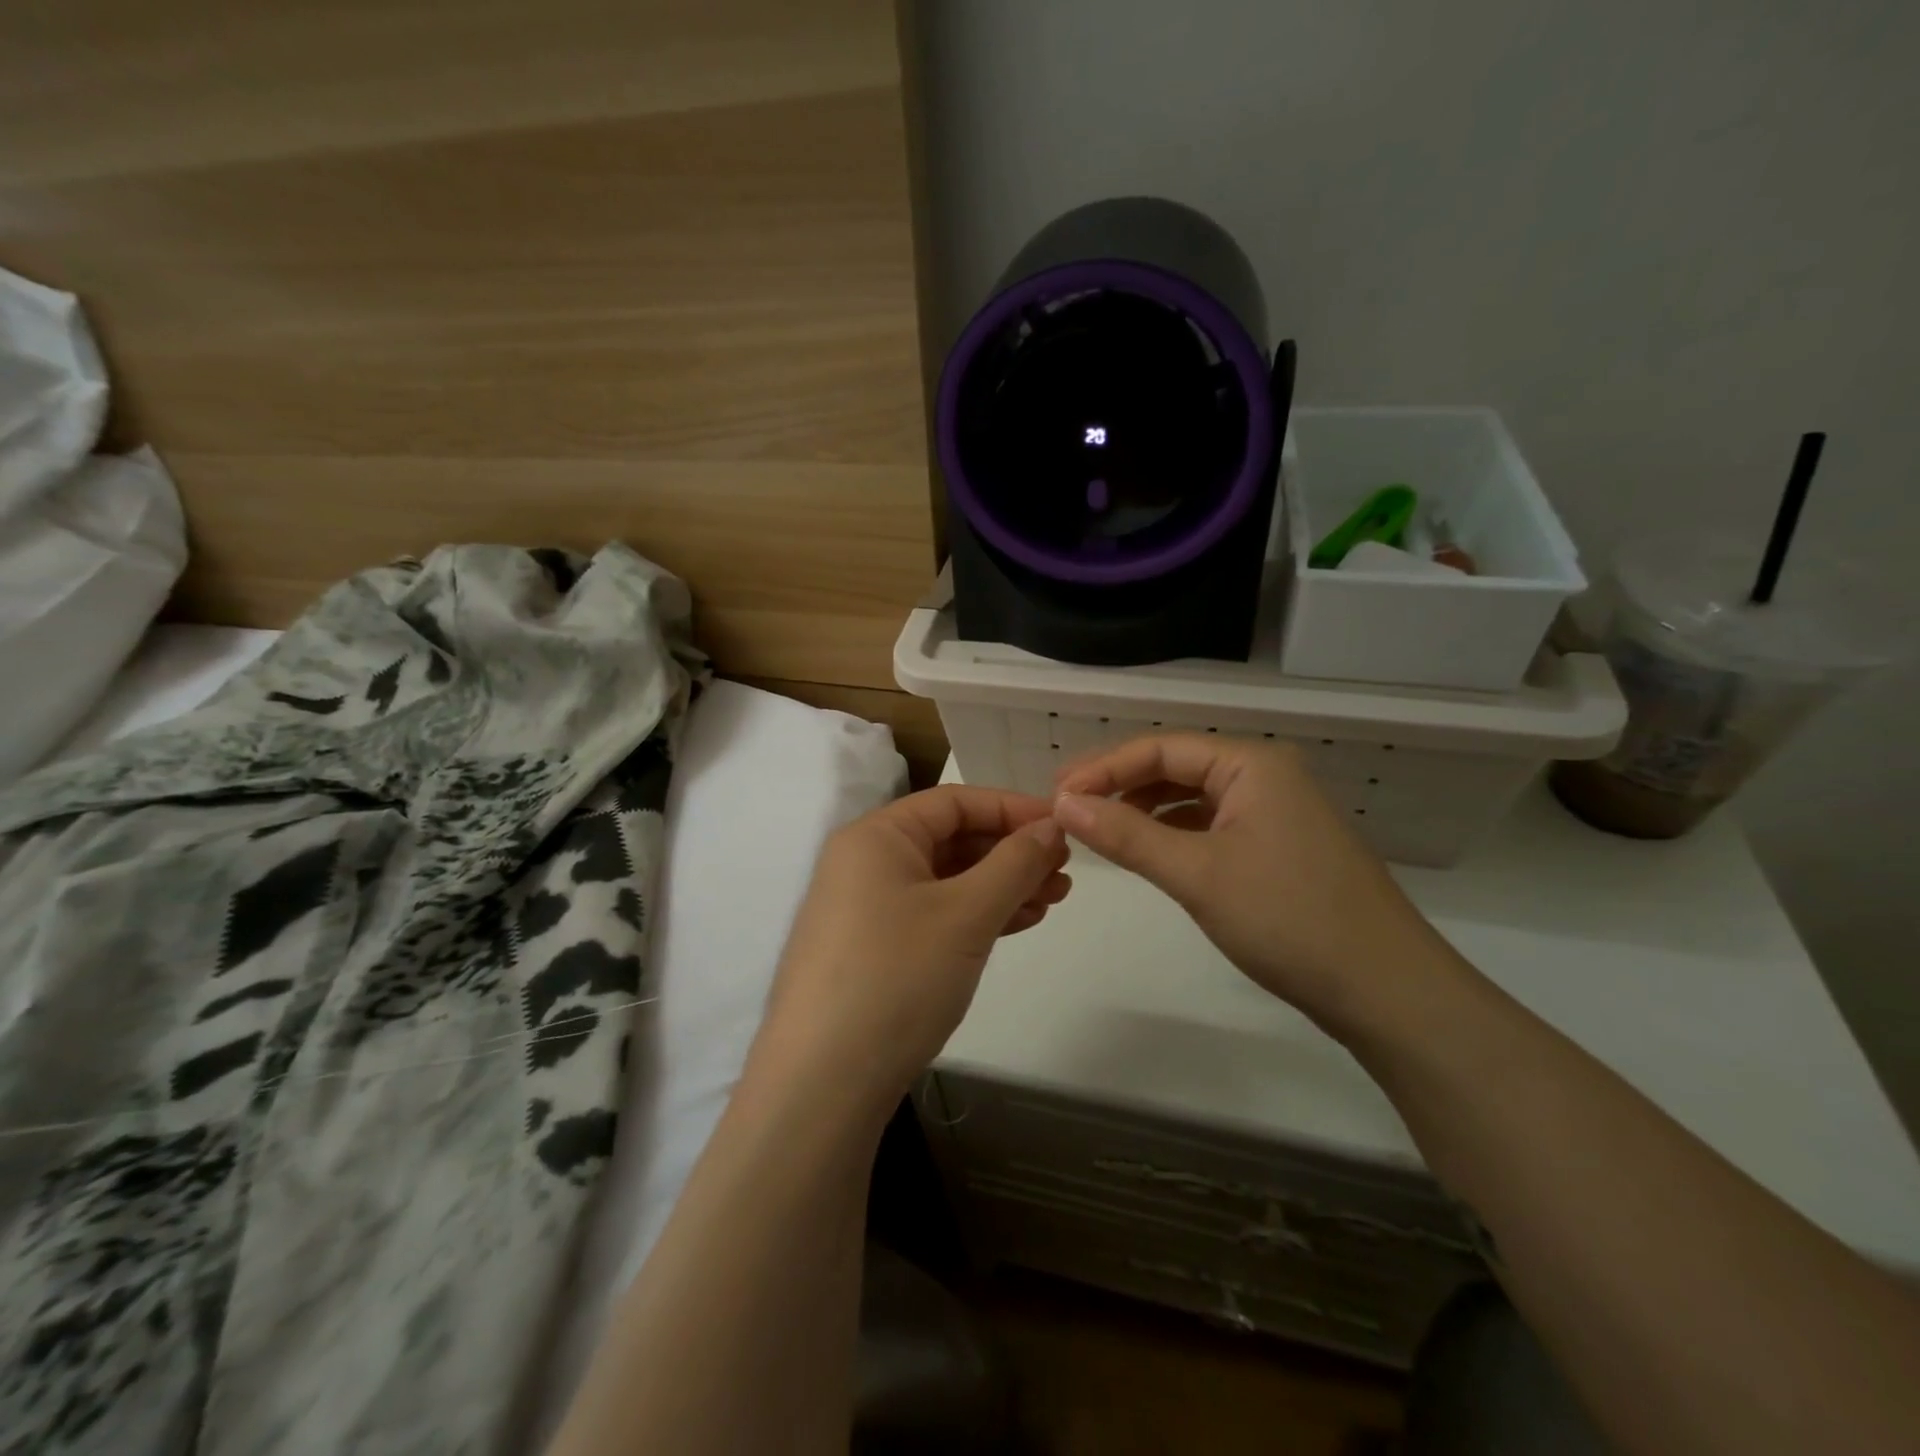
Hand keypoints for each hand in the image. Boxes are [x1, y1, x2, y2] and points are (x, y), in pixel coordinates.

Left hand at [753, 786, 1071, 1112]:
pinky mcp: (871, 950)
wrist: (824, 1085)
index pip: (954, 801)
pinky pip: (932, 914)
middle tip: (1064, 872)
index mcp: (876, 836)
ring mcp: (864, 909)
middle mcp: (865, 863)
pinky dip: (975, 915)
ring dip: (1000, 886)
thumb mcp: (966, 914)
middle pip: (950, 839)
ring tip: (1053, 900)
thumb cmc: (897, 977)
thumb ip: (1015, 863)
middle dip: (1011, 852)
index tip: (1063, 827)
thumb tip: (1052, 826)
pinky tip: (1017, 923)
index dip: (1012, 809)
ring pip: (945, 881)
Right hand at [1052, 734, 1458, 1039]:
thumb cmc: (1289, 919)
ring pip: (1194, 796)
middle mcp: (1266, 776)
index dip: (1103, 768)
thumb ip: (1126, 835)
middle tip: (1069, 810)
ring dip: (1145, 809)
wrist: (1387, 991)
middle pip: (1177, 766)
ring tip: (1099, 830)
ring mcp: (1276, 812)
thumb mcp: (1197, 874)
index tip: (1055, 796)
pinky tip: (1150, 851)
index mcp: (1252, 764)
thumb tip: (1063, 804)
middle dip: (1121, 785)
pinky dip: (1175, 833)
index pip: (1160, 747)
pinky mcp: (1280, 847)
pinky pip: (1213, 824)